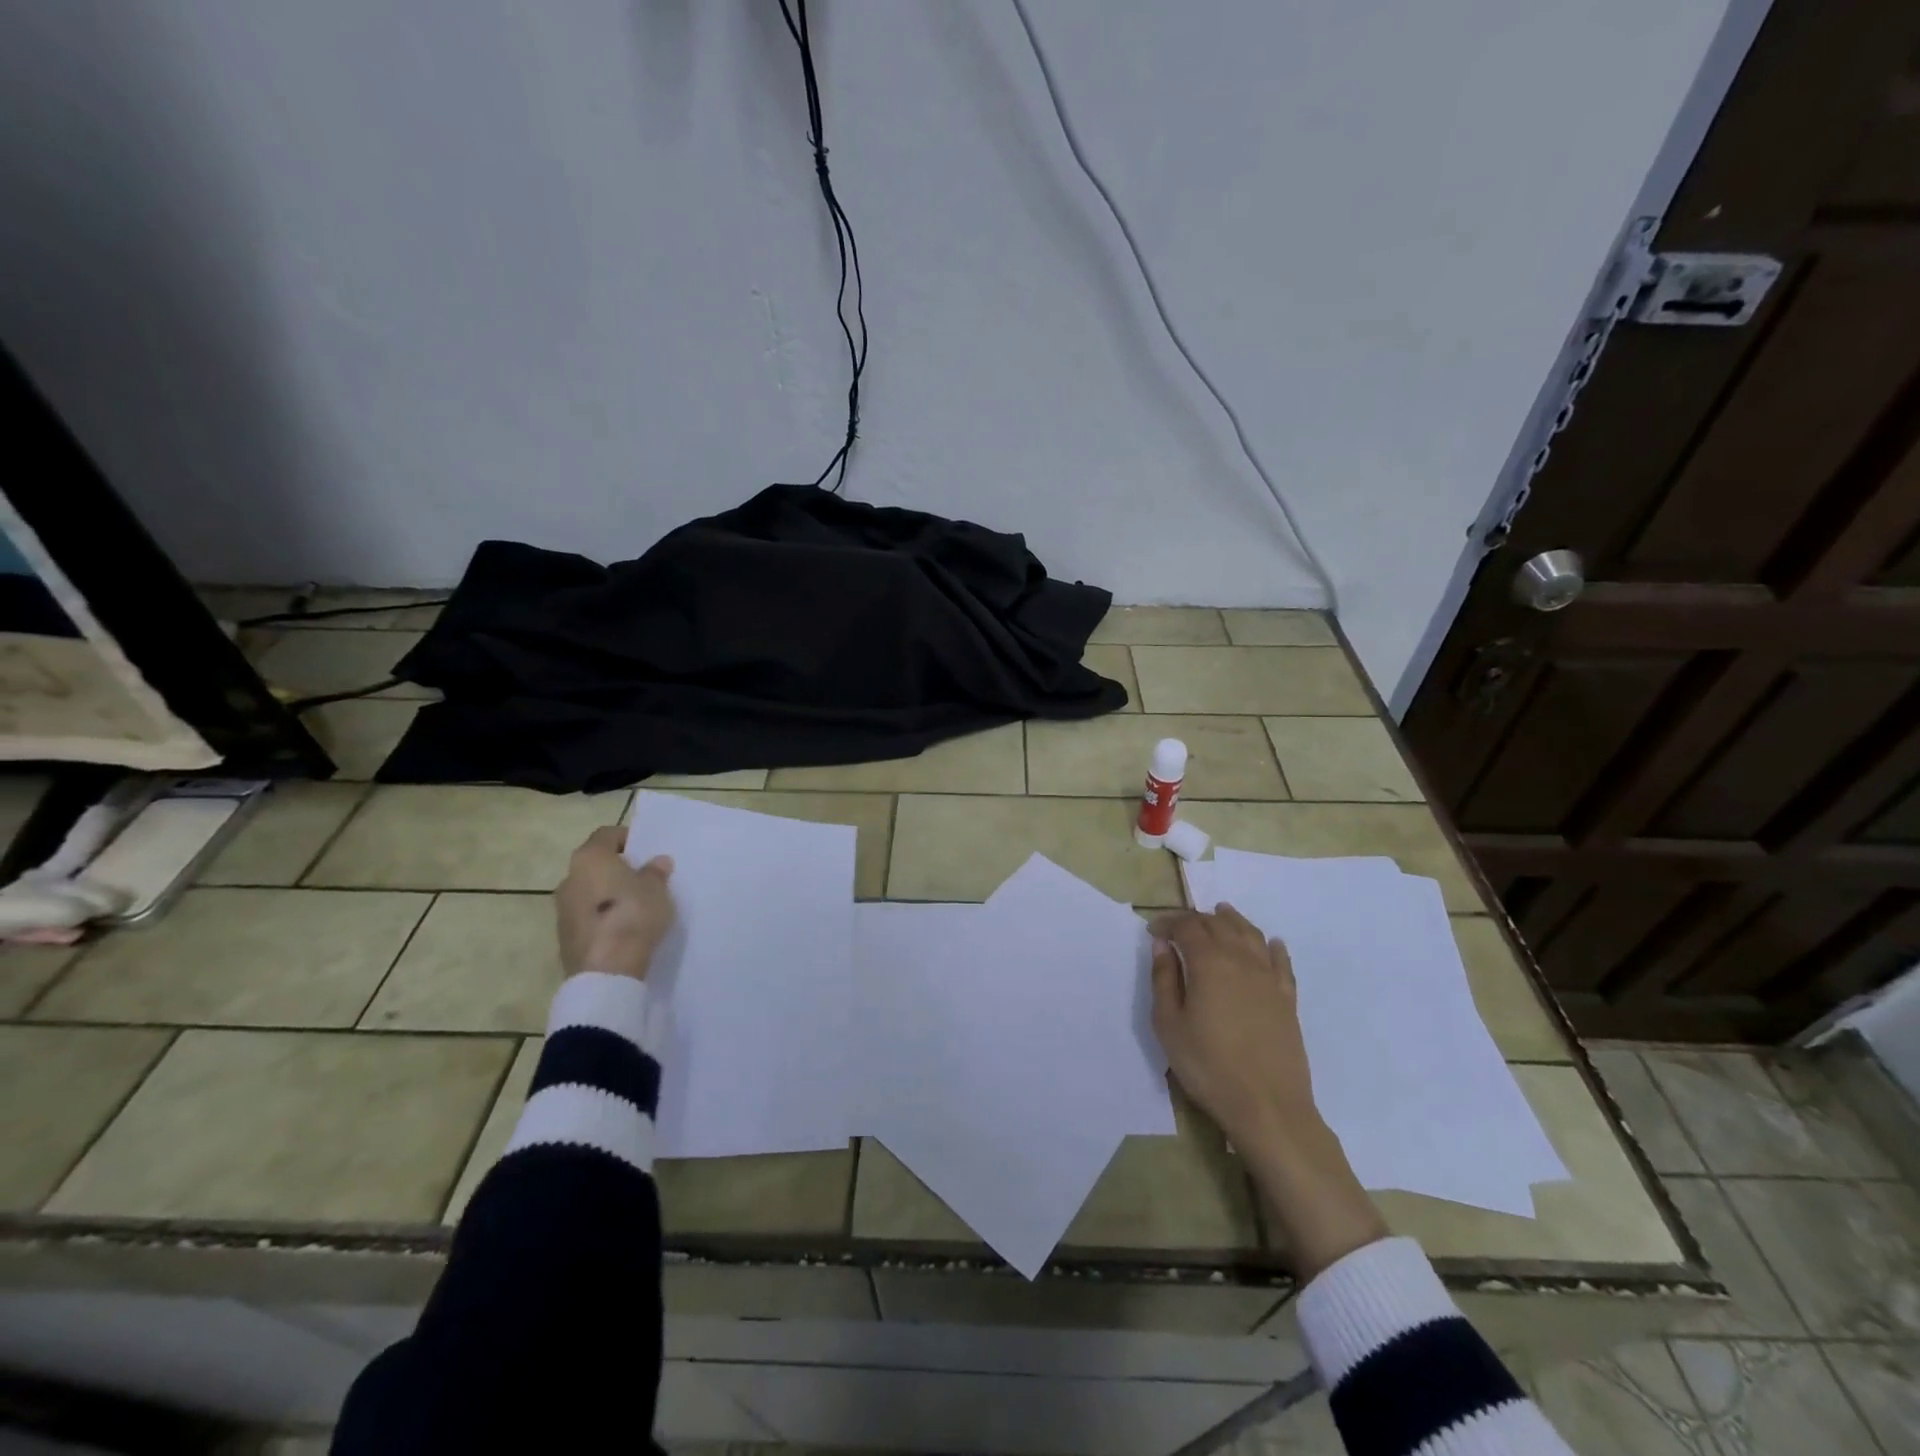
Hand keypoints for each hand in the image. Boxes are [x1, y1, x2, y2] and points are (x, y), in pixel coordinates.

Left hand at [555, 826, 675, 980]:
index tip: (646, 850)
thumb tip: (657, 862)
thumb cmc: (632, 915)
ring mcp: (562, 909)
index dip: (627, 838)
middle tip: (644, 877)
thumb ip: (655, 872)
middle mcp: (569, 878)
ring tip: (636, 904)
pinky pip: (587, 915)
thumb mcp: (656, 889)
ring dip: (608, 893)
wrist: (606, 971)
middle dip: (618, 868)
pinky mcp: (564, 935)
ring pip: (589, 890)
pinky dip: (603, 915)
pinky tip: (623, 927)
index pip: (606, 835)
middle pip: (595, 864)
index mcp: (589, 858)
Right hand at [1149, 903, 1386, 1278]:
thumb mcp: (1169, 1024)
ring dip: (1232, 921)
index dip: (1168, 923)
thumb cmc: (1208, 1066)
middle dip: (1197, 919)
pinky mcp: (1288, 998)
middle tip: (1180, 926)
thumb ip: (1164, 979)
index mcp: (1210, 962)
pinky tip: (1269, 943)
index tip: (1153, 931)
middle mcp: (1241, 959)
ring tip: (1221, 914)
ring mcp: (1269, 977)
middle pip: (1219, 925)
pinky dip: (1271, 945)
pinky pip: (1281, 960)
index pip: (1187, 927)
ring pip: (1251, 934)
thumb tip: (1163, 945)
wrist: (1268, 1107)